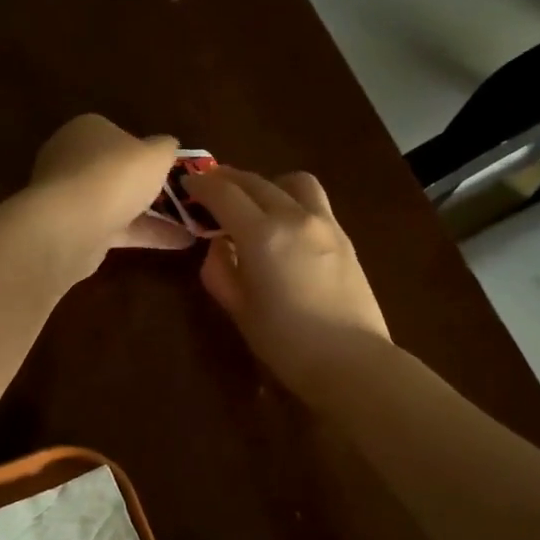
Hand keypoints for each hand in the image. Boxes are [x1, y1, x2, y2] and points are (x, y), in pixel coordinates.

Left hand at [26, 115, 190, 279]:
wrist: (70, 227)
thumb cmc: (114, 177)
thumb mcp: (155, 154)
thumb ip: (165, 148)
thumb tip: (168, 145)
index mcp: (86, 129)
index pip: (118, 134)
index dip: (144, 149)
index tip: (169, 166)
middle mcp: (72, 159)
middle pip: (116, 170)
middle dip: (145, 185)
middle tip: (180, 196)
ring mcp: (70, 197)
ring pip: (116, 202)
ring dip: (151, 214)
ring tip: (191, 225)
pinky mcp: (73, 229)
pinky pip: (115, 228)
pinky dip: (144, 234)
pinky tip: (179, 243)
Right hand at [183, 165, 390, 396]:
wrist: (351, 361)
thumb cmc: (286, 343)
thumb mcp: (239, 310)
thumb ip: (220, 271)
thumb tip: (218, 246)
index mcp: (262, 235)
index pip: (225, 194)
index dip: (202, 185)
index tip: (188, 183)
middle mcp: (294, 217)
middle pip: (257, 182)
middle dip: (229, 179)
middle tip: (211, 188)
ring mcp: (325, 224)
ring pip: (294, 182)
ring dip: (268, 183)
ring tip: (256, 202)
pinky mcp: (344, 238)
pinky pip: (314, 203)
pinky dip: (292, 200)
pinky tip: (285, 225)